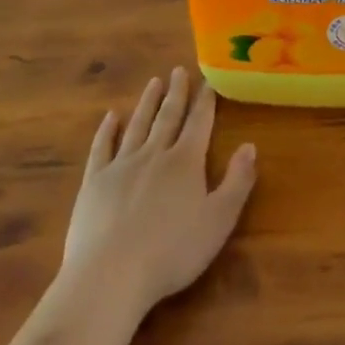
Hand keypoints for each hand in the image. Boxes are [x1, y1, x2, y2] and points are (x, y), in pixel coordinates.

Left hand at [60, 68, 256, 320]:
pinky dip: (108, 129)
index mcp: (185, 162)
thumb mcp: (218, 221)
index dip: (206, 102)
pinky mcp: (94, 181)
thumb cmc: (172, 252)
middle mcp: (154, 153)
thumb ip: (237, 182)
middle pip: (168, 117)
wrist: (111, 274)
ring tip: (154, 82)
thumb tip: (250, 145)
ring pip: (138, 124)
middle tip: (179, 70)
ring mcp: (121, 165)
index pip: (199, 123)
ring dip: (147, 102)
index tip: (209, 81)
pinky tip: (112, 116)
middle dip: (176, 93)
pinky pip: (103, 146)